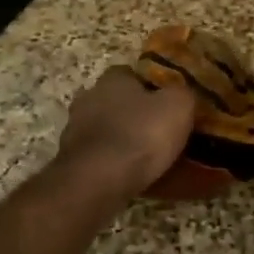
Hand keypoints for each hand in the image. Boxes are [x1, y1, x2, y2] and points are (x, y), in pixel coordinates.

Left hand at [52, 65, 194, 200]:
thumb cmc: (141, 134)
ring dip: (121, 139)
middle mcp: (88, 98)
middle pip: (115, 101)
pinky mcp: (72, 161)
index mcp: (112, 79)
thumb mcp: (178, 106)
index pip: (131, 74)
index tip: (167, 103)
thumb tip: (181, 94)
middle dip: (134, 114)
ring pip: (105, 130)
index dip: (151, 87)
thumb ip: (182, 94)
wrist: (98, 180)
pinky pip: (99, 157)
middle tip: (159, 130)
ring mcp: (75, 131)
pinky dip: (112, 163)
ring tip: (147, 157)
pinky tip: (130, 175)